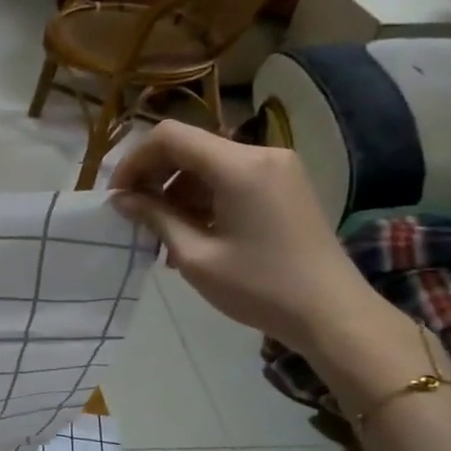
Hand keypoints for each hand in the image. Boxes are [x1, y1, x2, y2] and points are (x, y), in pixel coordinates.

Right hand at [109, 121, 389, 354]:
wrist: (332, 313)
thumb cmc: (259, 287)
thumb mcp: (196, 256)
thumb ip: (155, 218)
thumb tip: (121, 199)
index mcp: (239, 167)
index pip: (170, 137)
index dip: (135, 160)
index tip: (118, 196)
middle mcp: (261, 154)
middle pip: (189, 147)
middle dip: (154, 175)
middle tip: (134, 214)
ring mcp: (277, 168)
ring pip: (208, 164)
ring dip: (176, 190)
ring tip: (162, 234)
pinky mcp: (284, 185)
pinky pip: (230, 178)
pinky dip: (202, 197)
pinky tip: (192, 233)